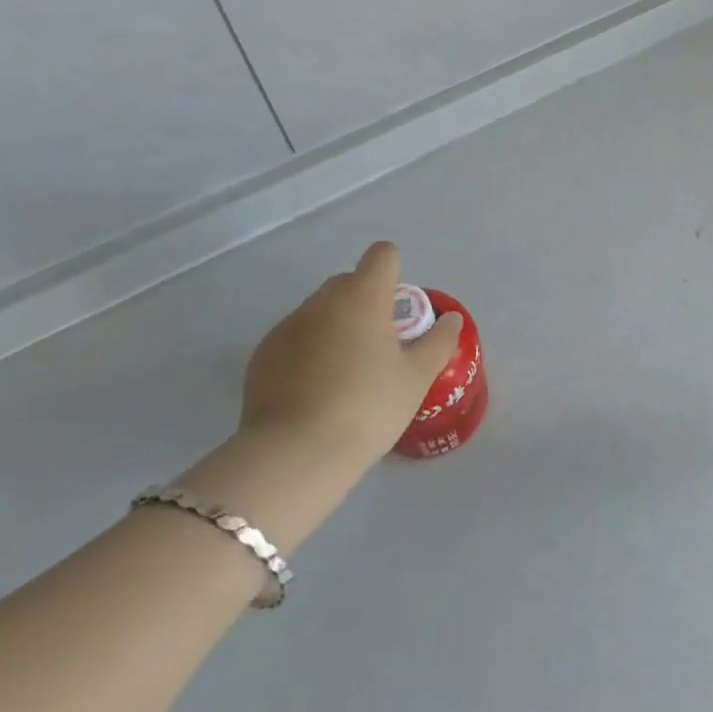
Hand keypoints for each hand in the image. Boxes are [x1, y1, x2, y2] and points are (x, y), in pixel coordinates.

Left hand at [239, 241, 463, 471]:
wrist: (294, 455)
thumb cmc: (367, 408)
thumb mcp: (417, 378)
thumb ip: (438, 342)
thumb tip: (451, 319)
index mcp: (363, 296)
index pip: (382, 255)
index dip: (395, 274)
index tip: (399, 311)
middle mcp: (322, 301)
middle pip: (349, 282)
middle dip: (365, 303)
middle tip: (379, 347)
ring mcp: (287, 327)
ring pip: (319, 312)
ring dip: (335, 328)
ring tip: (345, 376)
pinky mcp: (262, 356)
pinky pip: (293, 339)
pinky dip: (307, 353)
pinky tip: (314, 393)